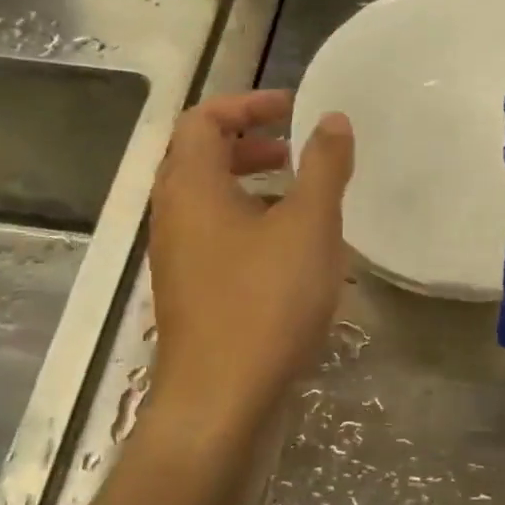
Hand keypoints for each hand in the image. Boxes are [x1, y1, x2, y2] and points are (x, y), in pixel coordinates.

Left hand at [148, 91, 355, 421]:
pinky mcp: (191, 289)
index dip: (247, 104)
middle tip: (296, 150)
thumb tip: (332, 119)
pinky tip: (290, 247)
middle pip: (201, 156)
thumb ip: (323, 166)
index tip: (292, 110)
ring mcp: (178, 255)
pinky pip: (216, 233)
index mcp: (190, 186)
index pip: (203, 119)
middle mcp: (173, 214)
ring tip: (300, 195)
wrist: (220, 401)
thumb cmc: (265, 302)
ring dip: (252, 183)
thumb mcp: (308, 225)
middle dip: (250, 142)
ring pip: (210, 198)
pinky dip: (249, 220)